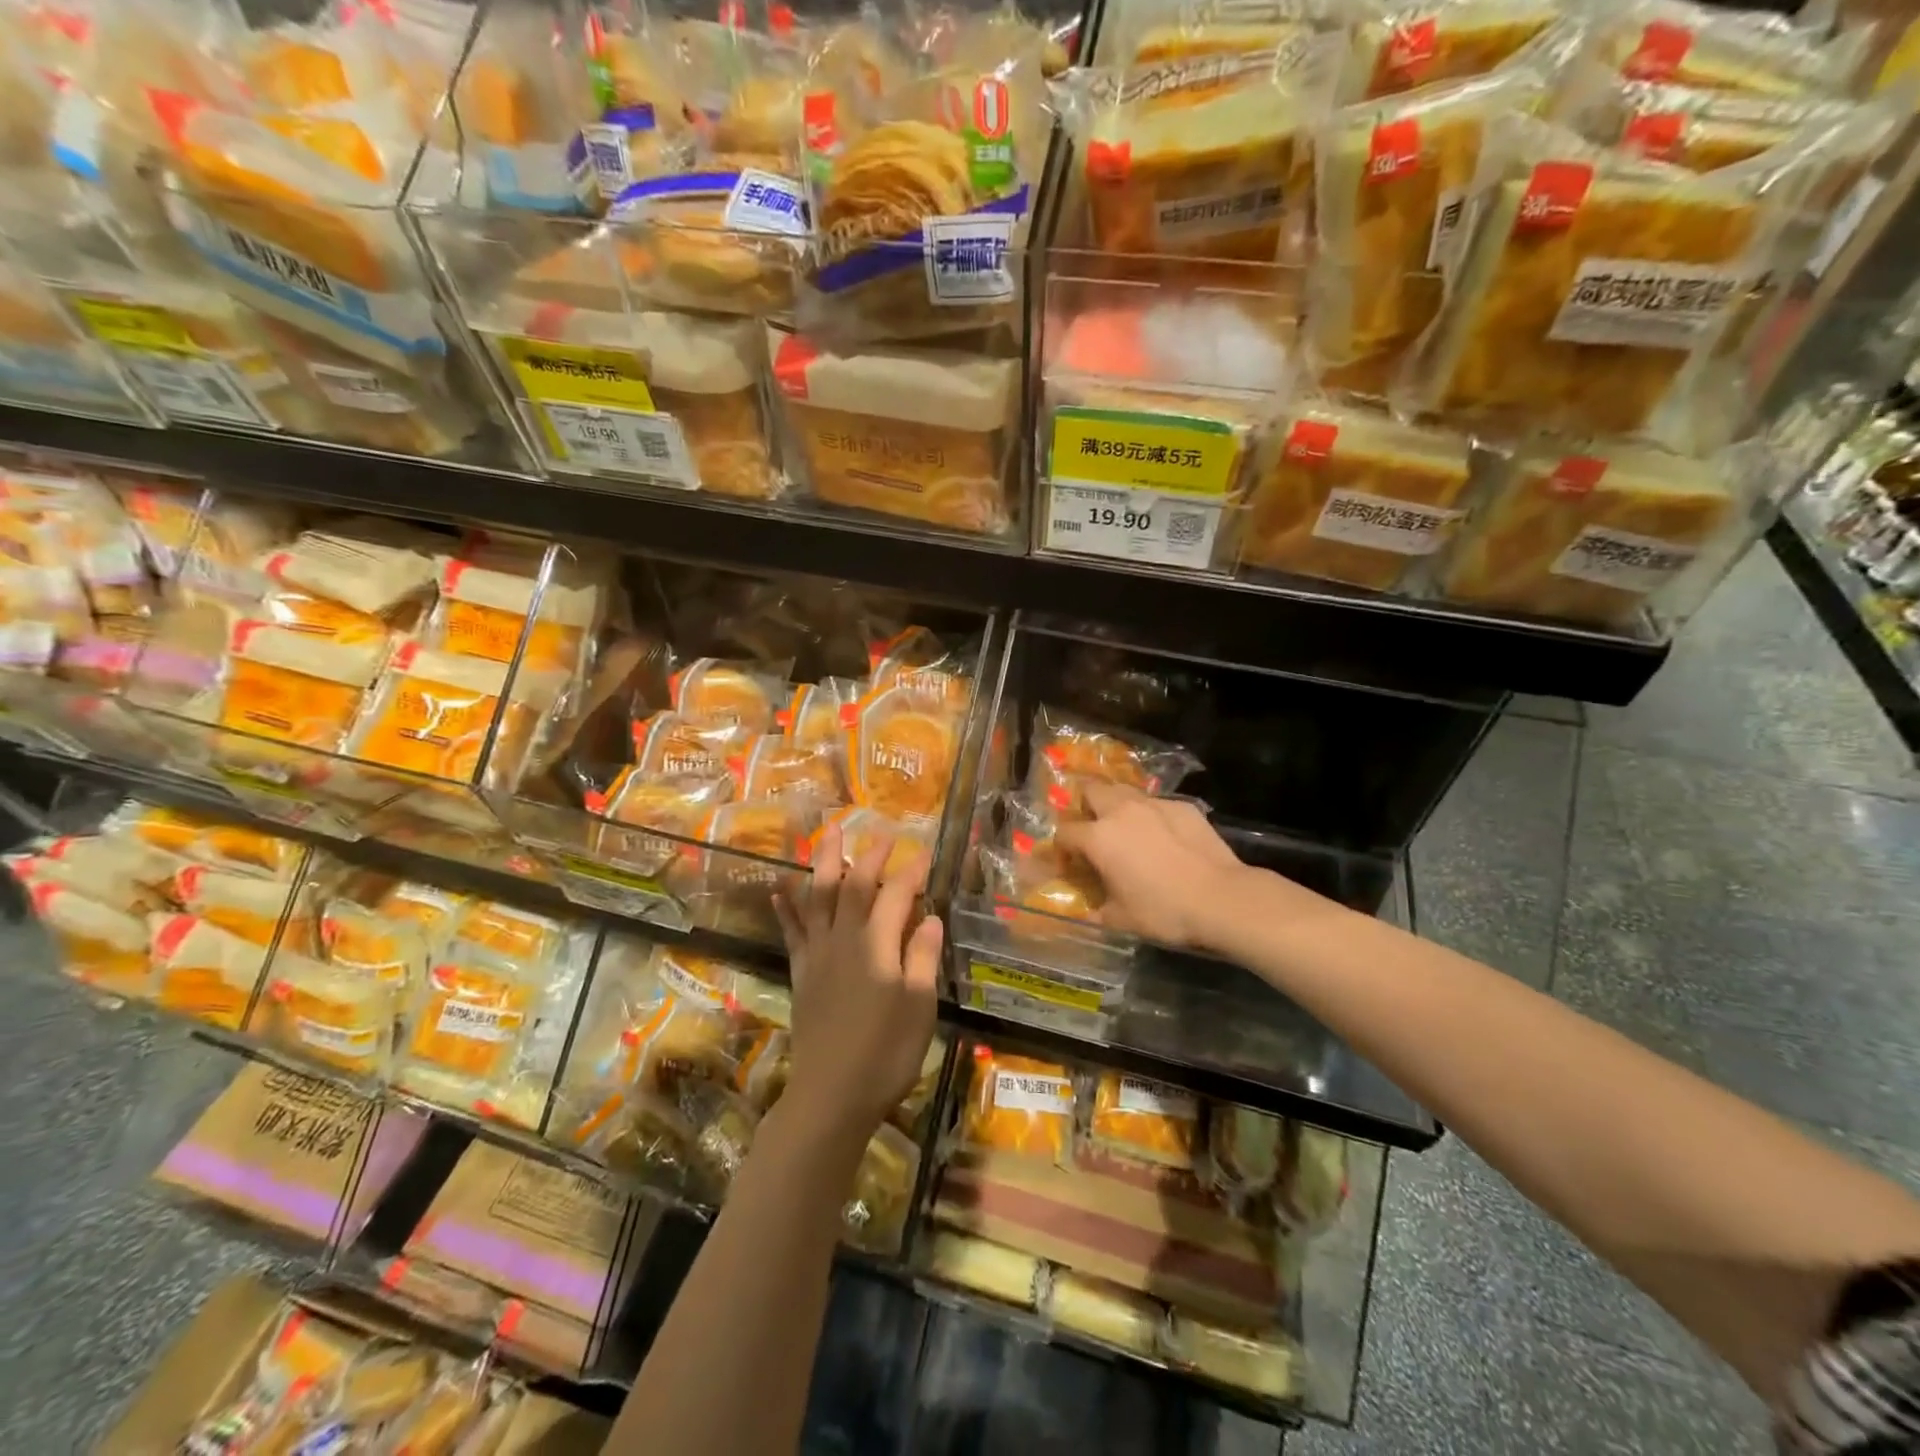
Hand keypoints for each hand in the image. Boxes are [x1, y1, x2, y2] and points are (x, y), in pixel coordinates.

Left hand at [775, 824, 941, 1142]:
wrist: (831, 1095)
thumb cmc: (885, 1053)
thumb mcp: (919, 1007)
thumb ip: (922, 957)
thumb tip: (931, 917)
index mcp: (877, 946)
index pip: (897, 895)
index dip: (912, 872)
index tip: (926, 853)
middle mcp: (844, 940)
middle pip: (854, 885)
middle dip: (870, 855)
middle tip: (882, 833)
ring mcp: (818, 954)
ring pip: (817, 896)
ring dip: (823, 862)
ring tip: (827, 834)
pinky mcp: (801, 972)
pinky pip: (792, 931)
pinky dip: (786, 907)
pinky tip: (780, 887)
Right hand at [1054, 782, 1260, 948]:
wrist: (1222, 899)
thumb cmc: (1163, 911)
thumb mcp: (1120, 920)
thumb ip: (1096, 910)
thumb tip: (1087, 910)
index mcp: (1098, 837)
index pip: (1064, 832)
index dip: (1061, 848)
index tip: (1068, 863)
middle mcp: (1121, 811)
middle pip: (1091, 790)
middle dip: (1085, 806)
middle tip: (1093, 830)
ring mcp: (1155, 804)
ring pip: (1125, 791)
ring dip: (1118, 805)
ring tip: (1126, 829)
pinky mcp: (1183, 806)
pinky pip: (1157, 805)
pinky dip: (1152, 816)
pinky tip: (1164, 838)